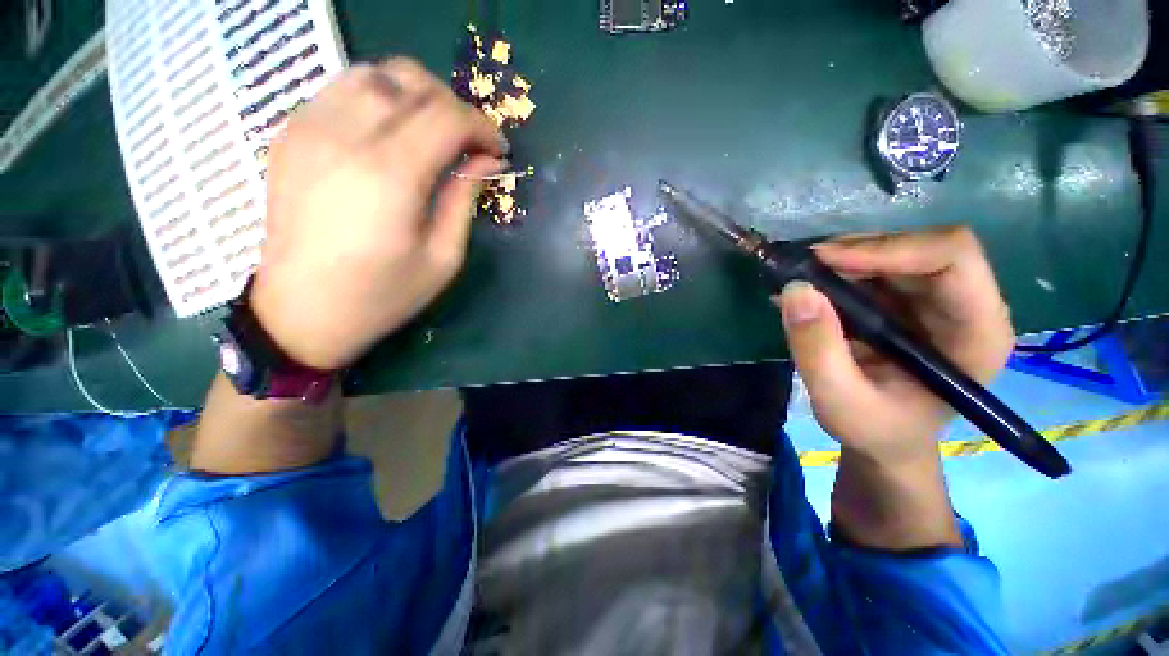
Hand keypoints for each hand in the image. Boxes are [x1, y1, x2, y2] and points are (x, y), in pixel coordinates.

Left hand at [250, 58, 508, 369]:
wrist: (301, 311)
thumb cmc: (382, 294)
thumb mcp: (442, 257)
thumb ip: (465, 200)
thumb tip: (488, 161)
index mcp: (390, 176)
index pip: (447, 117)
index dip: (482, 127)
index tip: (498, 151)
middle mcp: (345, 137)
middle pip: (411, 82)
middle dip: (453, 104)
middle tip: (470, 140)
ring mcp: (309, 128)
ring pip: (374, 74)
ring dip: (415, 94)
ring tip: (433, 129)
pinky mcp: (290, 134)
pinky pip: (341, 89)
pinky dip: (378, 98)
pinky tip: (391, 132)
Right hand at [776, 226, 1014, 464]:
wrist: (884, 438)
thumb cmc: (875, 429)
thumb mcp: (839, 401)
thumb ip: (817, 350)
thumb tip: (795, 290)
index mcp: (976, 333)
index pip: (953, 258)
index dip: (889, 248)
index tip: (824, 262)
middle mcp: (965, 305)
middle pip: (919, 248)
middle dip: (854, 252)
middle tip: (797, 268)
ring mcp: (935, 300)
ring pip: (891, 253)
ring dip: (839, 260)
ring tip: (793, 279)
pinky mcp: (906, 300)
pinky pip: (871, 268)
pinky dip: (833, 272)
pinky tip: (804, 290)